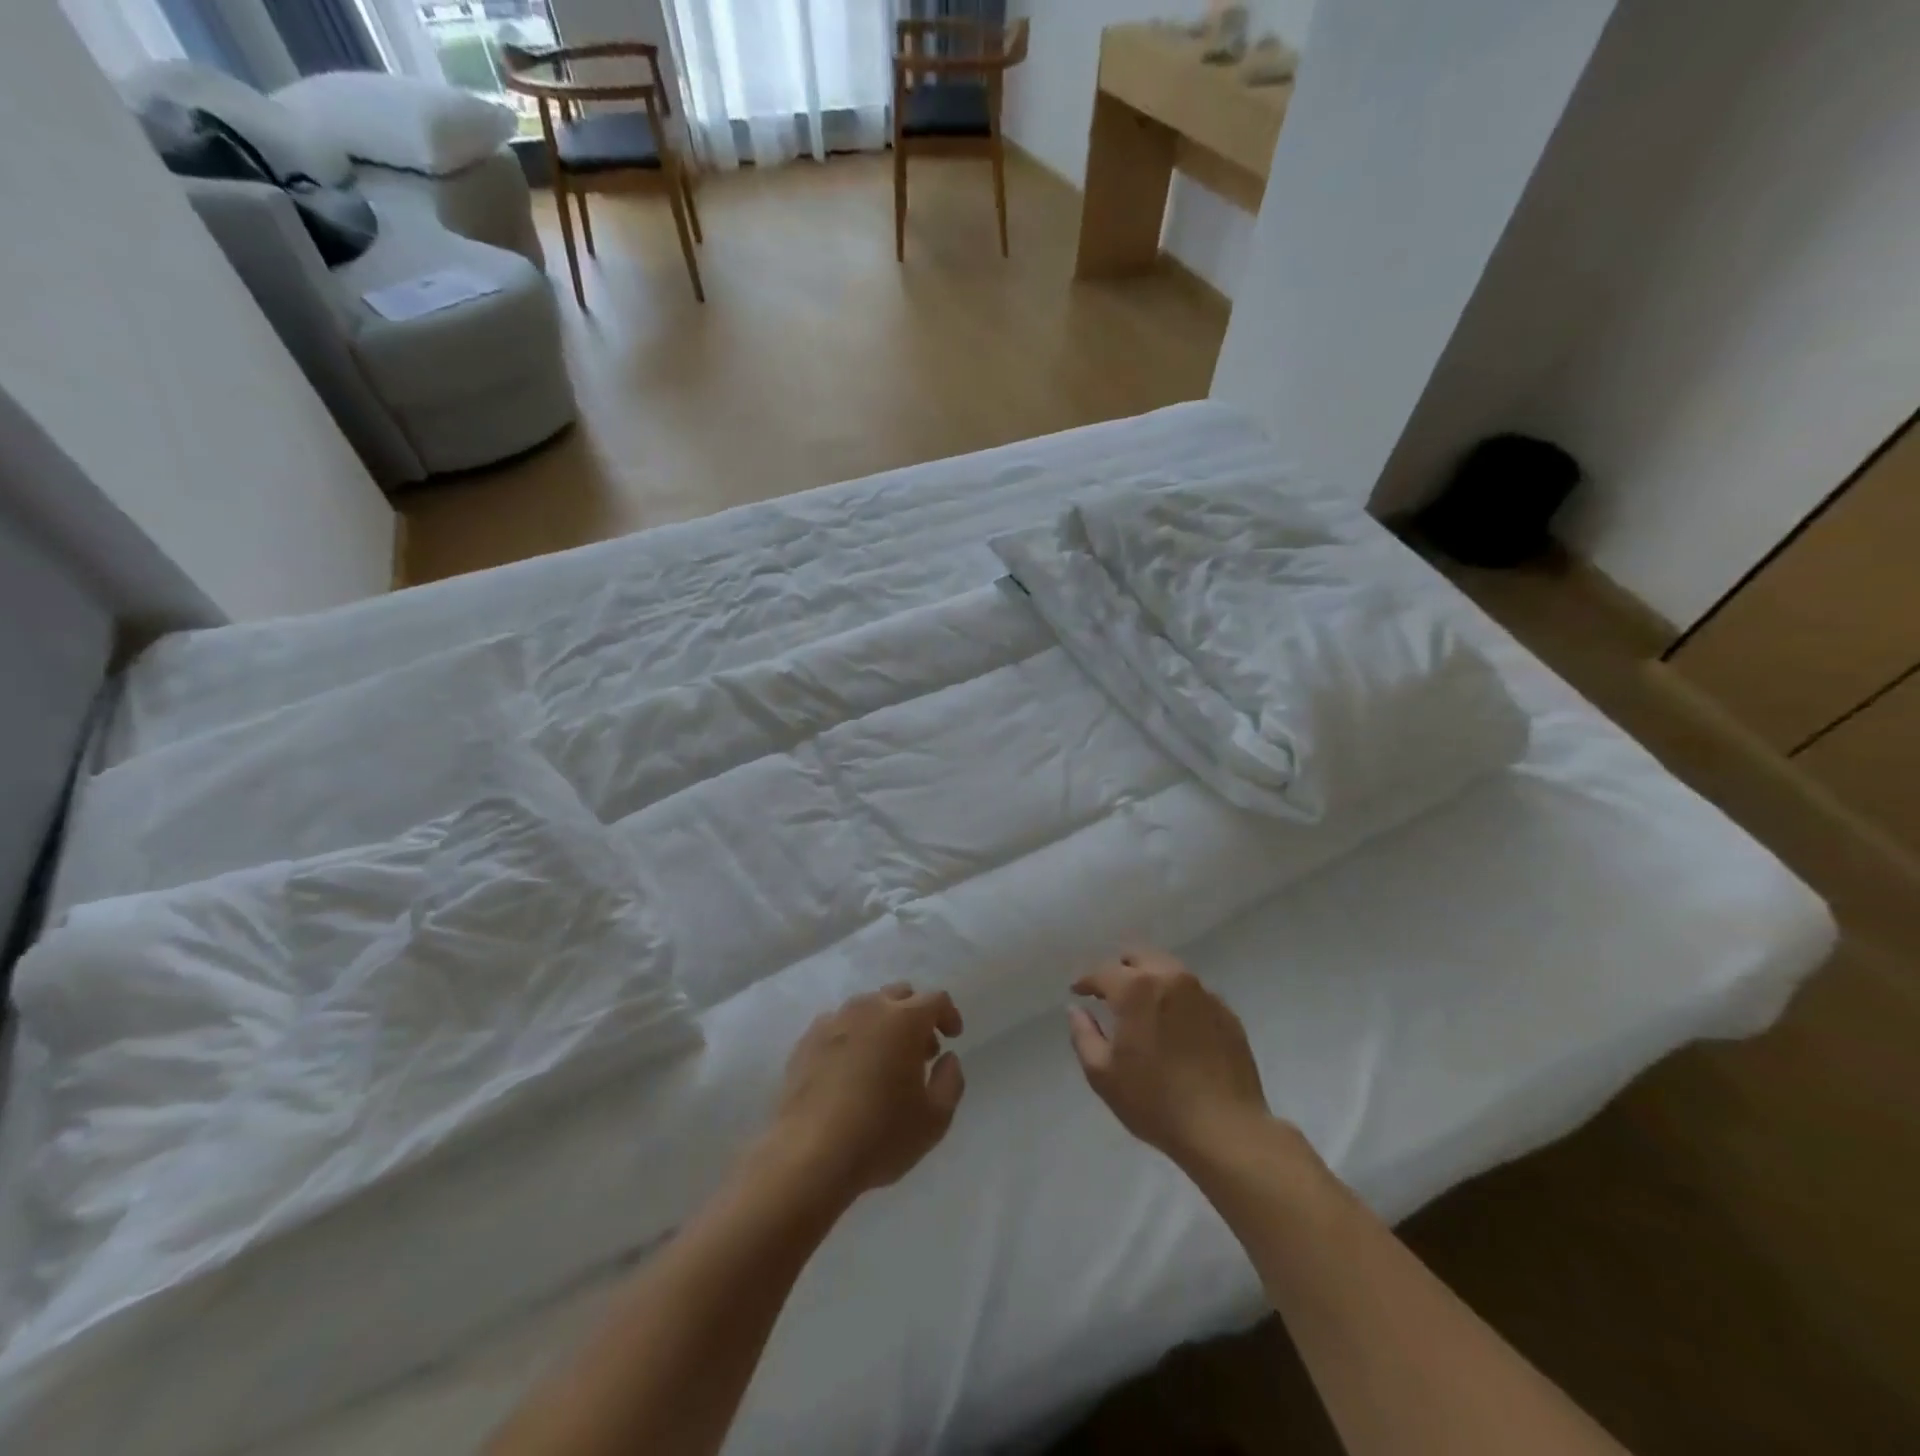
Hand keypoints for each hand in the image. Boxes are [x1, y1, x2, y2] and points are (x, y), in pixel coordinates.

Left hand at [772, 984, 965, 1202]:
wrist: (809, 1156)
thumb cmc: (880, 1136)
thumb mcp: (935, 1119)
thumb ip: (951, 1081)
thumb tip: (947, 1058)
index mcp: (905, 1020)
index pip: (935, 1000)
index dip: (948, 1015)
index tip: (952, 1037)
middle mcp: (869, 1009)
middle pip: (899, 995)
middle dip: (916, 1016)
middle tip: (920, 1052)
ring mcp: (834, 1021)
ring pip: (867, 1007)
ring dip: (883, 1024)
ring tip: (884, 1061)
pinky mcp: (807, 1040)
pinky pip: (838, 1025)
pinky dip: (852, 1036)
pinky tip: (850, 1069)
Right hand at [1068, 949, 1271, 1168]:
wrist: (1225, 1130)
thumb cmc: (1155, 1102)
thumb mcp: (1103, 1074)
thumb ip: (1083, 1034)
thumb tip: (1076, 1009)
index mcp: (1136, 989)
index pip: (1103, 971)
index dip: (1086, 981)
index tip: (1079, 993)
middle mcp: (1170, 978)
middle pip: (1139, 956)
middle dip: (1120, 969)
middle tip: (1110, 992)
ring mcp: (1203, 993)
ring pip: (1169, 969)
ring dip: (1150, 979)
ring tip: (1143, 1005)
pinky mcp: (1226, 1012)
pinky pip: (1194, 993)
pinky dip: (1177, 998)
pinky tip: (1175, 1025)